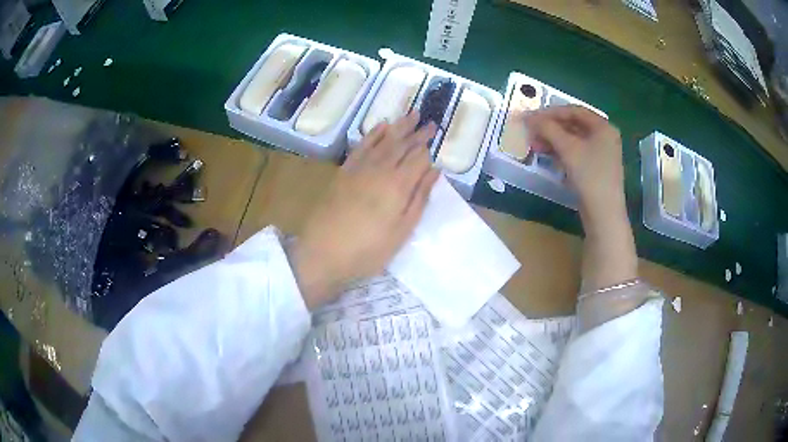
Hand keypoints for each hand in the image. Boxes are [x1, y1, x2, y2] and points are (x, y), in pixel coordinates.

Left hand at [289, 113, 438, 309]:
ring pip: (383, 140)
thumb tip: (434, 171)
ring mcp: (360, 168)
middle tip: (429, 121)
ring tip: (411, 114)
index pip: (418, 158)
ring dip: (399, 127)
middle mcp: (380, 169)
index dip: (428, 146)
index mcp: (398, 185)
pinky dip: (373, 134)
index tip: (436, 135)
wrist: (323, 253)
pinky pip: (361, 145)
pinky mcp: (344, 171)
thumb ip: (419, 198)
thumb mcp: (402, 231)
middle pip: (402, 145)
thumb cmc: (368, 250)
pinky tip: (381, 126)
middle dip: (417, 132)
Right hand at [525, 106, 624, 222]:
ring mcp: (601, 154)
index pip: (574, 110)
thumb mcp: (568, 148)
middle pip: (573, 125)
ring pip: (573, 140)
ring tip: (535, 146)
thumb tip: (528, 116)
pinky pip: (576, 153)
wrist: (604, 214)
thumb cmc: (590, 175)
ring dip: (553, 140)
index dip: (551, 112)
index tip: (532, 117)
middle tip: (531, 132)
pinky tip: (548, 156)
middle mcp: (604, 137)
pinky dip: (561, 152)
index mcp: (603, 127)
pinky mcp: (595, 169)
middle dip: (551, 128)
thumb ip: (548, 128)